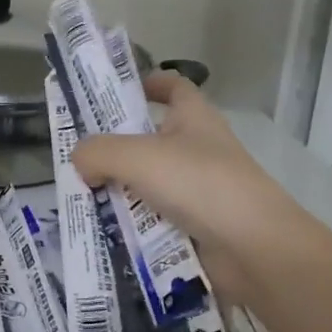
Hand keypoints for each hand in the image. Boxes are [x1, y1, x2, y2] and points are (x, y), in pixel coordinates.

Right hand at [69, 71, 286, 267]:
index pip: (173, 87)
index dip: (148, 84)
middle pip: (150, 140)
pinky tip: (104, 233)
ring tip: (81, 200)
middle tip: (78, 159)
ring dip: (118, 192)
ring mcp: (199, 190)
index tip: (115, 94)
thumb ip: (98, 152)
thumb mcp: (138, 157)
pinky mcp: (196, 226)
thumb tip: (80, 162)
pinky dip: (132, 226)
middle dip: (116, 149)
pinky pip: (154, 220)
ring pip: (148, 184)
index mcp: (194, 118)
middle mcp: (198, 149)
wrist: (253, 247)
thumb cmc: (199, 184)